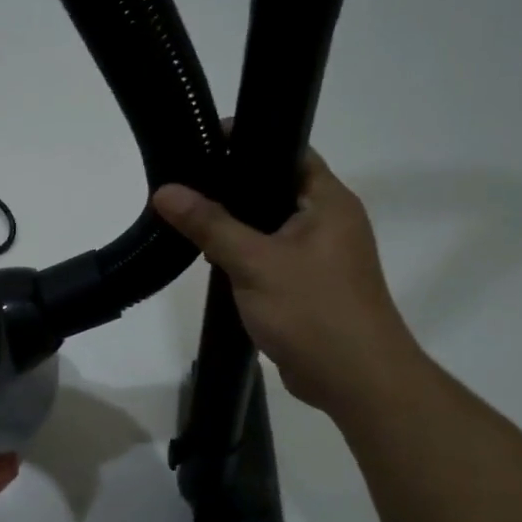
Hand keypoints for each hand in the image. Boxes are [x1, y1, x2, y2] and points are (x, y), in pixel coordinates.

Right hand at [153, 151, 424, 415]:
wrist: (355, 380)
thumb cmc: (312, 310)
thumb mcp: (254, 262)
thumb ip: (210, 224)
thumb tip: (166, 191)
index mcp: (329, 202)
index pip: (289, 151)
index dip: (249, 141)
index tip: (203, 142)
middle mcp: (329, 221)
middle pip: (275, 188)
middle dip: (232, 185)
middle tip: (184, 180)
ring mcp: (320, 256)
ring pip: (270, 226)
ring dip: (235, 224)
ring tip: (187, 215)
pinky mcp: (308, 285)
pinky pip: (270, 256)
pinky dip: (244, 254)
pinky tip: (210, 257)